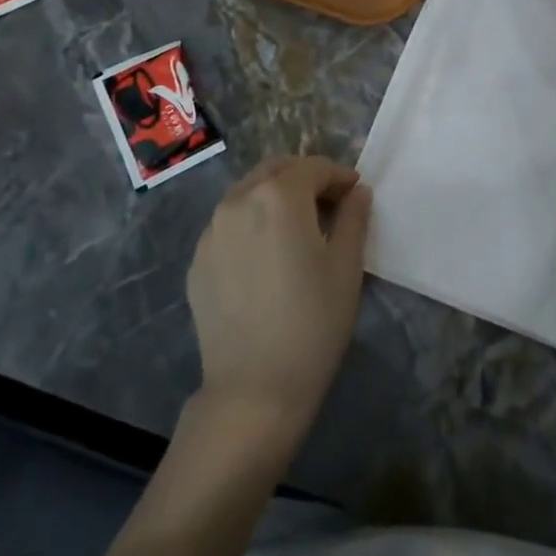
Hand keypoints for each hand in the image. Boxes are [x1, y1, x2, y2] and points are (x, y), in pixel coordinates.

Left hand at [186, 156, 370, 448]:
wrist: (254, 388)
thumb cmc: (313, 322)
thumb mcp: (346, 266)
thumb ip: (353, 218)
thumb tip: (357, 192)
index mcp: (278, 196)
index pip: (313, 167)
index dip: (339, 176)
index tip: (355, 194)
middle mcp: (238, 201)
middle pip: (275, 170)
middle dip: (304, 178)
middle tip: (328, 204)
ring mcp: (211, 231)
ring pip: (247, 194)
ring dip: (274, 197)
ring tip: (296, 229)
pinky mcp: (197, 260)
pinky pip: (228, 225)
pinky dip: (251, 224)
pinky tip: (266, 257)